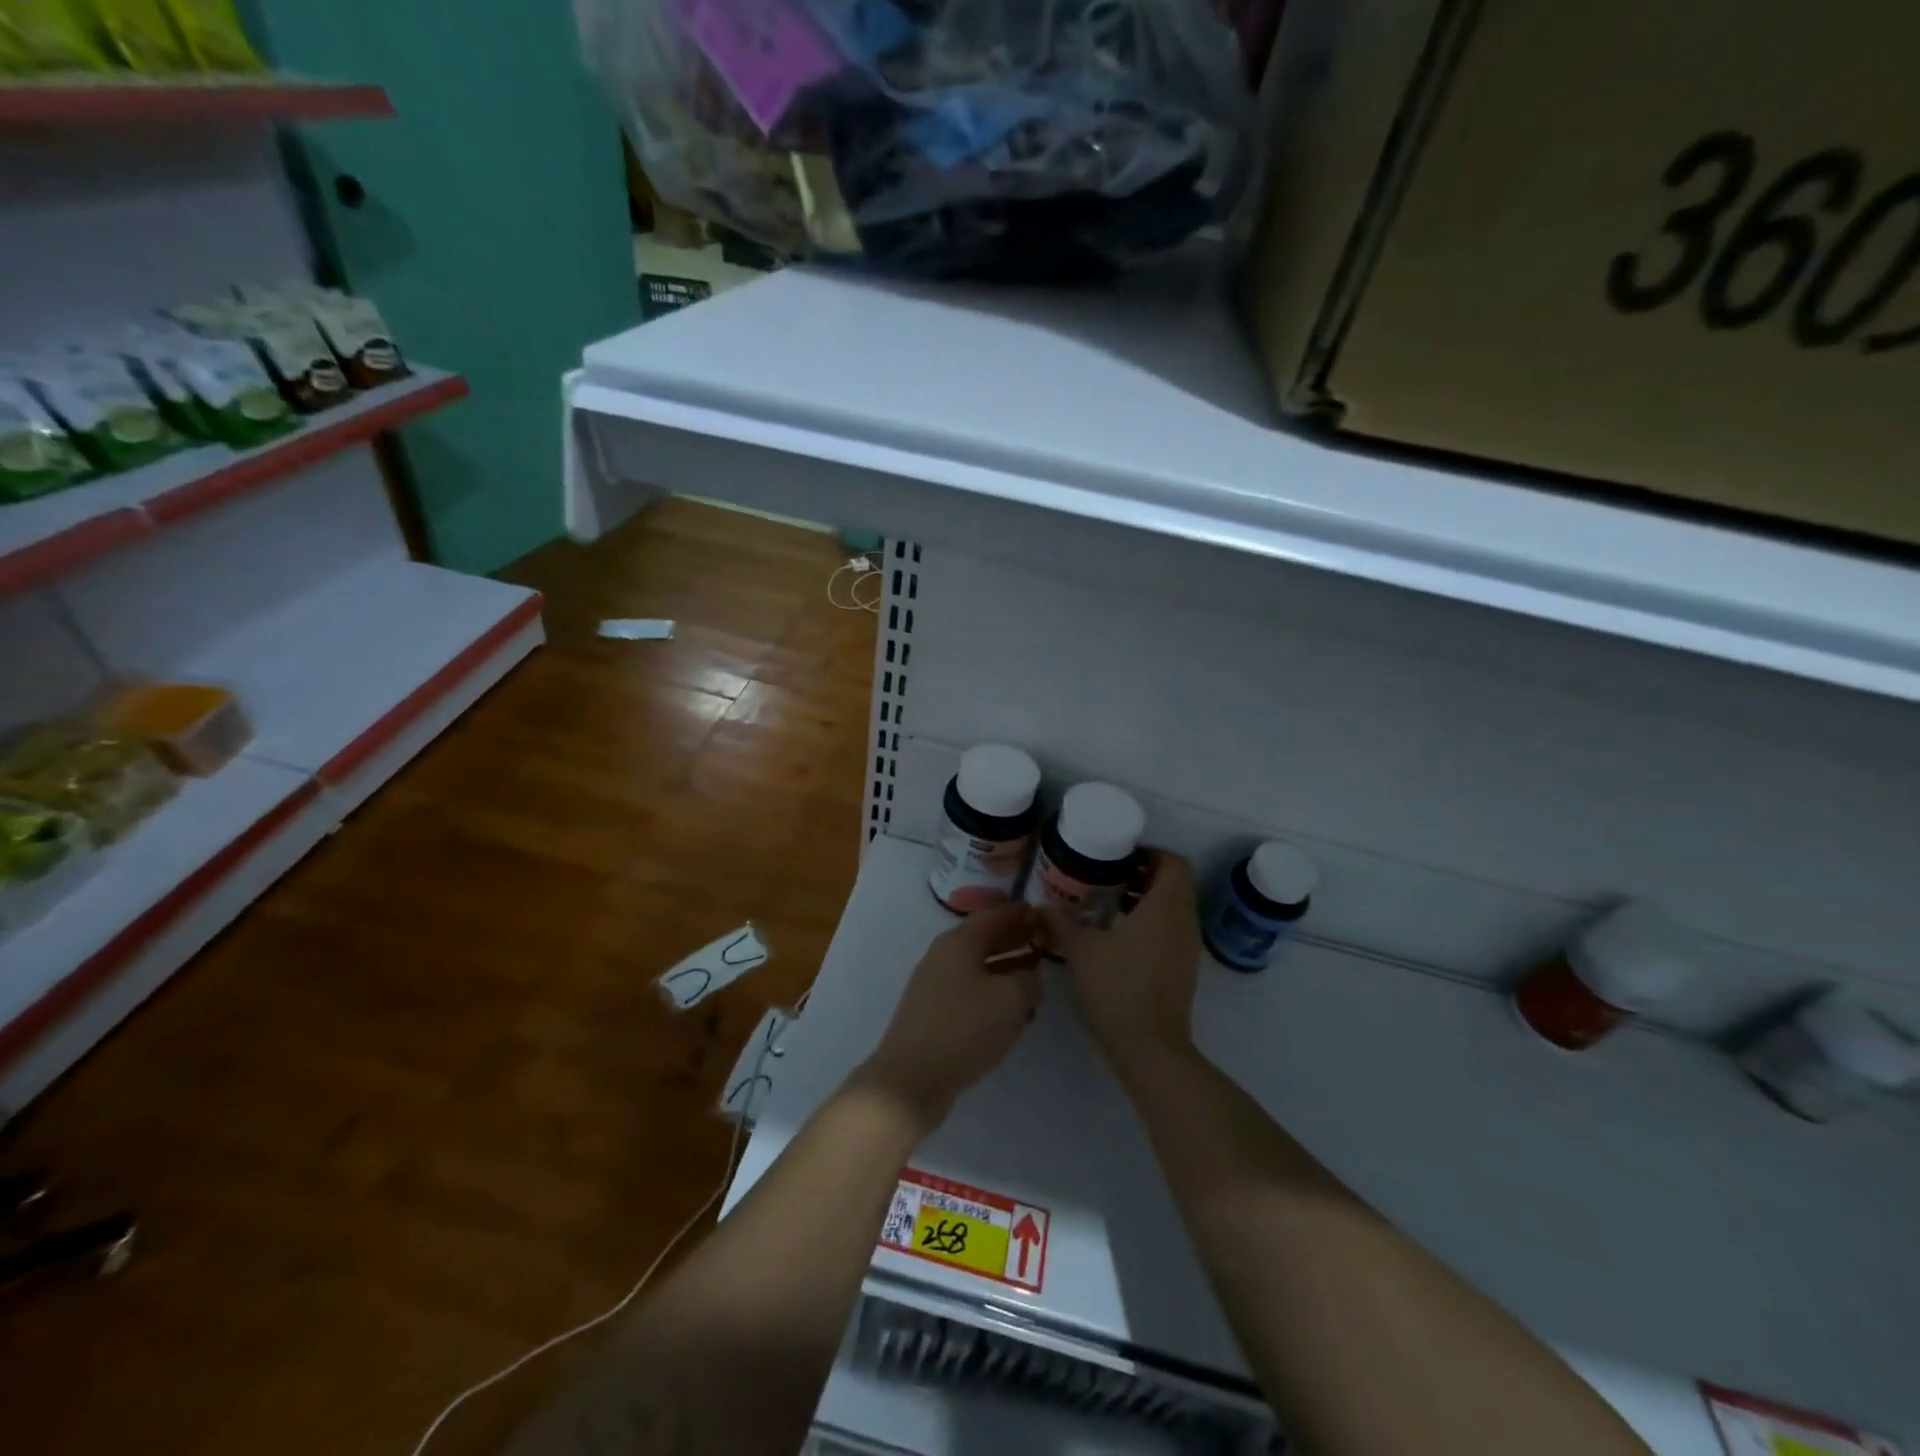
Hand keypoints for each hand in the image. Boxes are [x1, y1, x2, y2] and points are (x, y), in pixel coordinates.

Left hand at [856, 903, 1042, 1131]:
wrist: (912, 1078)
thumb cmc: (965, 1028)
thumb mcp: (1010, 999)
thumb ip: (1028, 979)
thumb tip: (1029, 973)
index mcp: (959, 941)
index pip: (995, 915)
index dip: (1021, 914)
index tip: (1045, 916)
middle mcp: (943, 955)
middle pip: (984, 939)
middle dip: (1014, 940)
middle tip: (1044, 944)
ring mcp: (934, 984)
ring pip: (978, 967)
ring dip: (1006, 969)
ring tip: (1035, 979)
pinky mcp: (932, 1012)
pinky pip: (969, 990)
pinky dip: (992, 992)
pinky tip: (1011, 1011)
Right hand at [1047, 850, 1200, 1082]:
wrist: (1149, 1048)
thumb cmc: (1118, 988)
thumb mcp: (1081, 951)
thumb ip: (1060, 923)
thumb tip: (1040, 907)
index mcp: (1165, 907)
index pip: (1174, 863)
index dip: (1150, 853)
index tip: (1119, 858)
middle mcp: (1184, 921)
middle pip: (1176, 883)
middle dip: (1145, 874)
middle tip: (1108, 877)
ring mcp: (1188, 947)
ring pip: (1175, 907)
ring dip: (1148, 899)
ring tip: (1108, 905)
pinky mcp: (1184, 968)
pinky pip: (1173, 929)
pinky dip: (1152, 922)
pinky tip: (1118, 937)